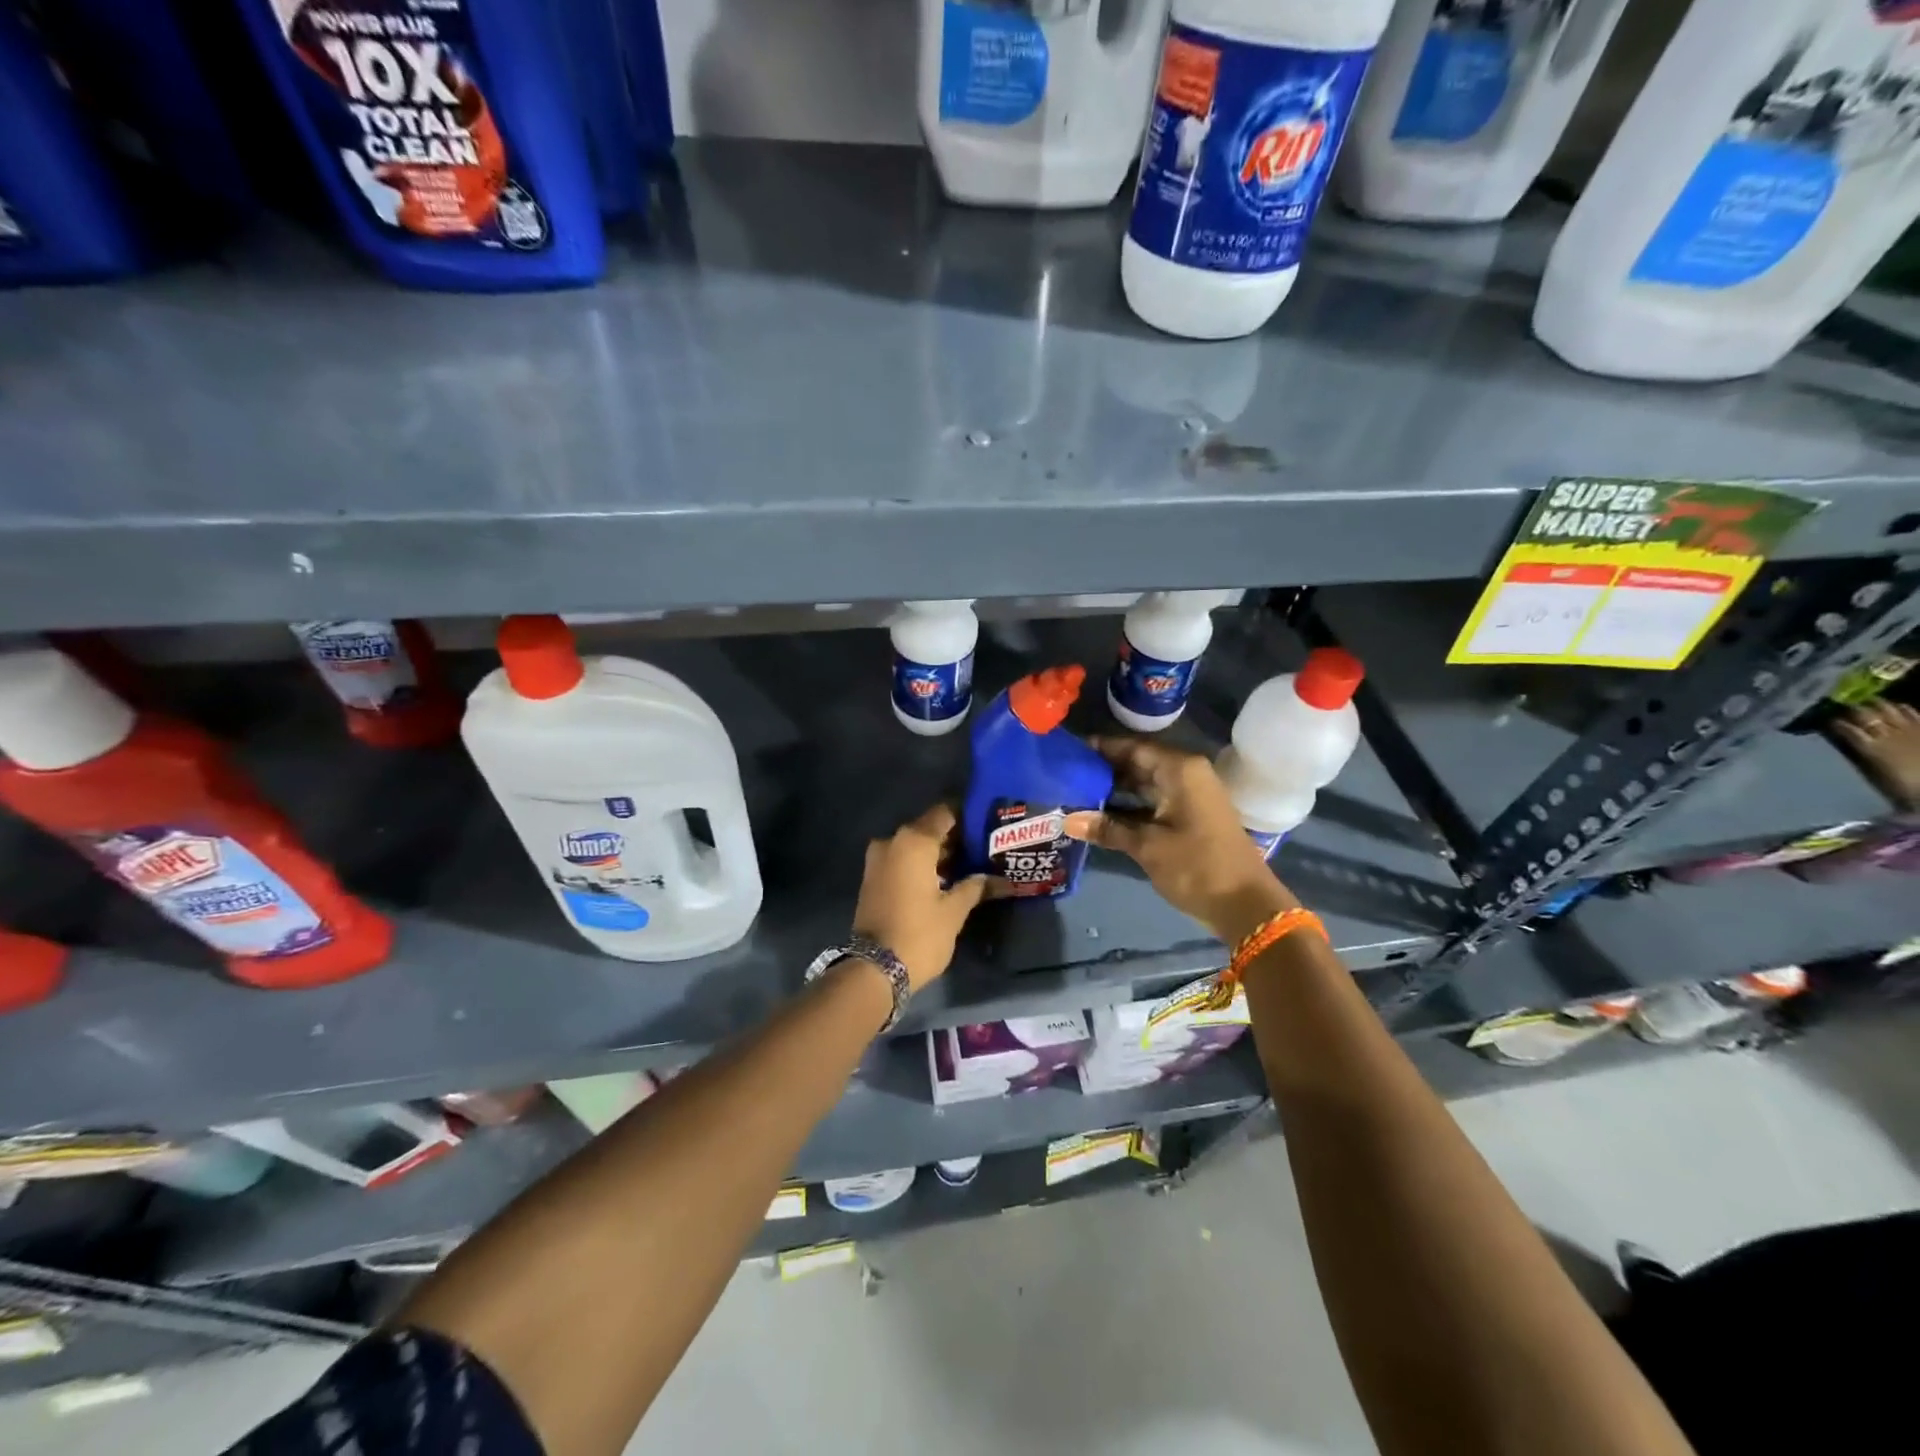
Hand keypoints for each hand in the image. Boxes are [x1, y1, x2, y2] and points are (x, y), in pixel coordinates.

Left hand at [851, 804, 988, 989]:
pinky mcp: (872, 878)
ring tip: (968, 865)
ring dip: (937, 853)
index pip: (945, 813)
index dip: (968, 816)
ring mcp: (878, 860)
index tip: (988, 824)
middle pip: (929, 828)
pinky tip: (944, 879)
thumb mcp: (954, 911)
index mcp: (914, 841)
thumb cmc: (919, 934)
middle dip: (955, 837)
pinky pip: (902, 860)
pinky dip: (921, 865)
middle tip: (983, 847)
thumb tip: (999, 879)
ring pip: (914, 846)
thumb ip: (975, 887)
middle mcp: (892, 841)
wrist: (874, 970)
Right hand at [1065, 737, 1296, 942]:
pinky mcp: (1190, 816)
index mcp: (1179, 769)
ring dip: (1114, 791)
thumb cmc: (1197, 866)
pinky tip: (1100, 815)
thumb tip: (1065, 820)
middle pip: (1137, 763)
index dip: (1100, 749)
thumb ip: (1107, 828)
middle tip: (1065, 776)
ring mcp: (1190, 796)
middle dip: (1103, 771)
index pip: (1132, 747)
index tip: (1068, 752)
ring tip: (1075, 794)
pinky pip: (1153, 801)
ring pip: (1144, 784)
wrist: (1246, 904)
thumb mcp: (1147, 846)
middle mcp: (1186, 774)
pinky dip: (1129, 807)